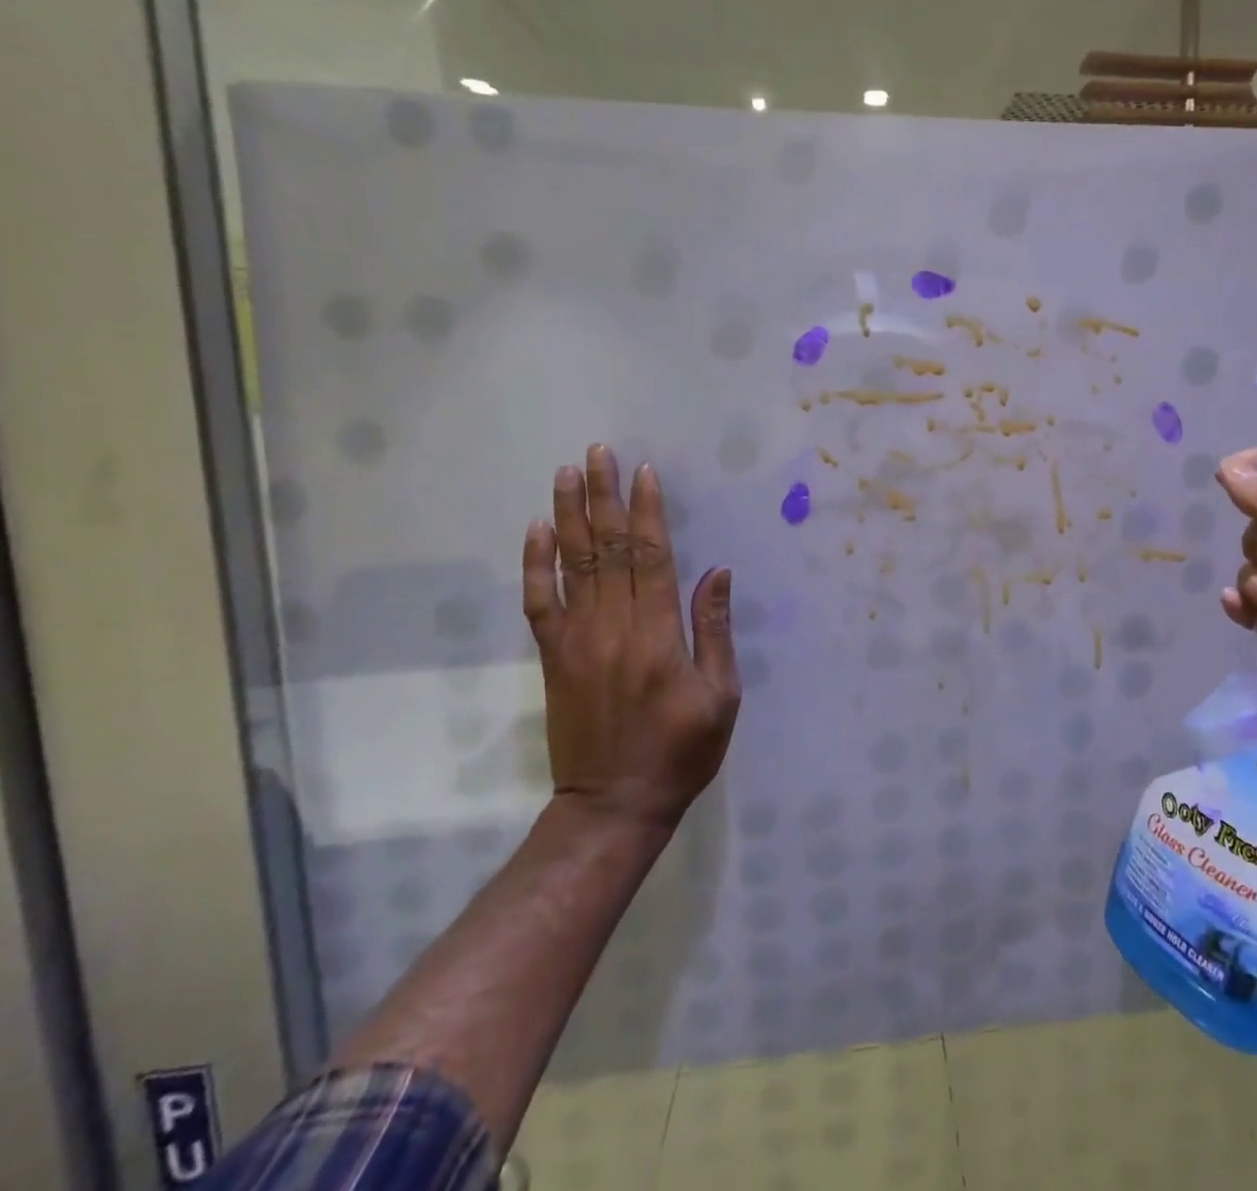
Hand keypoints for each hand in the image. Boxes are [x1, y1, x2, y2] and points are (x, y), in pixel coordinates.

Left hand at [522, 445, 742, 829]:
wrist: (613, 805)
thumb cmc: (682, 751)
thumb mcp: (721, 696)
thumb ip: (714, 631)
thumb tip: (717, 573)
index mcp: (658, 635)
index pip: (651, 557)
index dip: (647, 512)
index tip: (643, 471)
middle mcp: (613, 628)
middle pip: (607, 549)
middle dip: (603, 497)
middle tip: (598, 452)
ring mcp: (577, 641)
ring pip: (571, 566)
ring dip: (569, 516)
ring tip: (566, 474)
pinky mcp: (553, 659)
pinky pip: (540, 604)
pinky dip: (535, 566)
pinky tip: (536, 532)